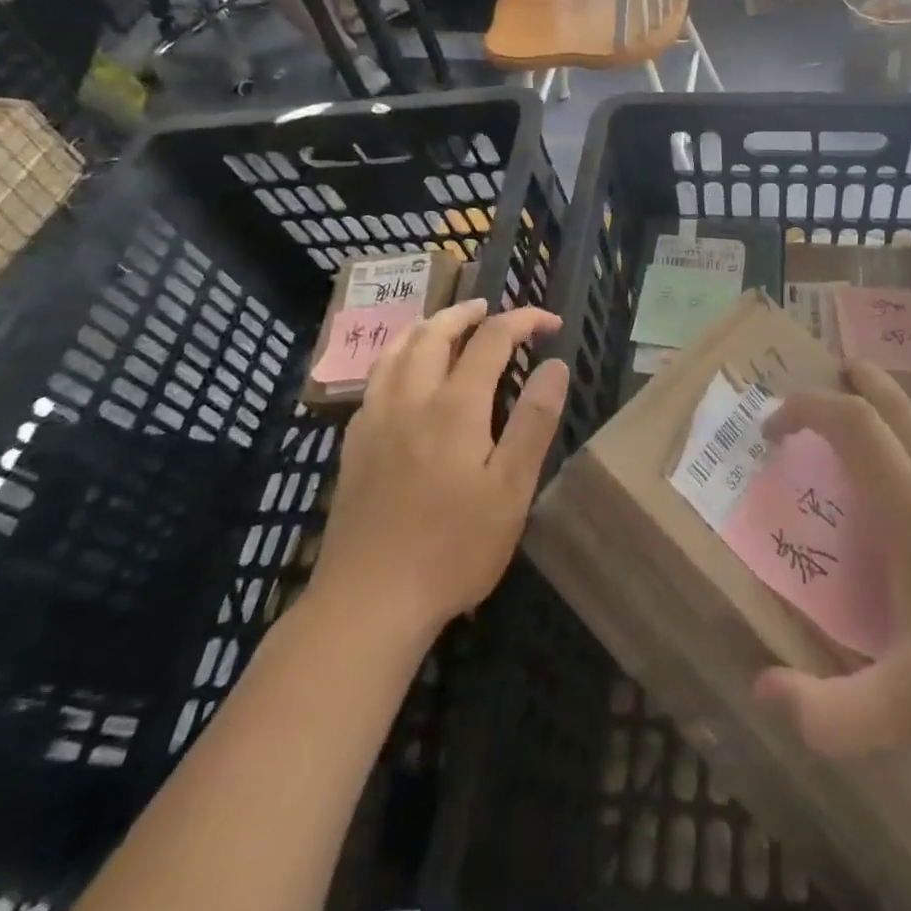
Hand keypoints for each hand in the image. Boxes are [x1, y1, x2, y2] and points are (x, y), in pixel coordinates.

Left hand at [308, 300, 567, 632]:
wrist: (369, 601)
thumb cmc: (453, 548)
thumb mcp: (511, 489)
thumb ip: (533, 421)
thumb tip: (555, 365)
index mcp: (455, 406)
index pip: (491, 339)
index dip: (523, 321)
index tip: (550, 324)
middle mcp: (411, 398)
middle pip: (434, 332)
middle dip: (466, 312)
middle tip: (490, 309)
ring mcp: (375, 420)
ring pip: (396, 350)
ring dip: (425, 327)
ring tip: (445, 325)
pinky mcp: (354, 445)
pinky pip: (375, 378)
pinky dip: (396, 356)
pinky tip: (404, 375)